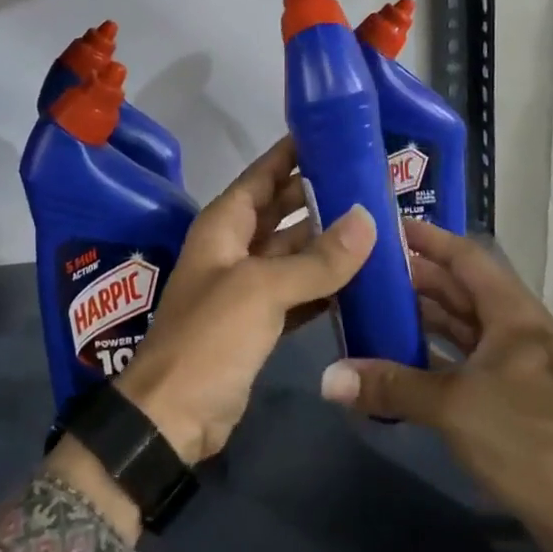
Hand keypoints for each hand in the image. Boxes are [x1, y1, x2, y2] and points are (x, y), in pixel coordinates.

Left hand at [115, 136, 377, 467]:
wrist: (173, 418)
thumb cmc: (209, 338)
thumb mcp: (262, 290)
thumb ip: (317, 258)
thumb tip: (368, 219)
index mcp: (224, 225)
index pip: (263, 174)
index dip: (294, 152)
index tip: (336, 134)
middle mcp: (235, 247)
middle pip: (283, 209)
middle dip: (321, 195)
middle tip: (372, 181)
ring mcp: (248, 286)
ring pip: (295, 252)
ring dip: (330, 241)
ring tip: (379, 224)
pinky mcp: (261, 321)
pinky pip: (300, 291)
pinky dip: (326, 284)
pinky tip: (363, 277)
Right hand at [318, 219, 552, 551]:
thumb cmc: (524, 438)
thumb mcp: (452, 405)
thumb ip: (390, 386)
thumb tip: (328, 378)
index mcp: (512, 314)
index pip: (467, 258)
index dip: (430, 239)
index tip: (389, 228)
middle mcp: (516, 331)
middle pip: (463, 291)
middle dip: (419, 279)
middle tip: (369, 271)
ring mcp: (517, 368)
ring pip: (465, 329)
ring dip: (425, 319)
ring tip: (377, 309)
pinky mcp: (513, 403)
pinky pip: (466, 364)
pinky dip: (435, 358)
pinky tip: (402, 362)